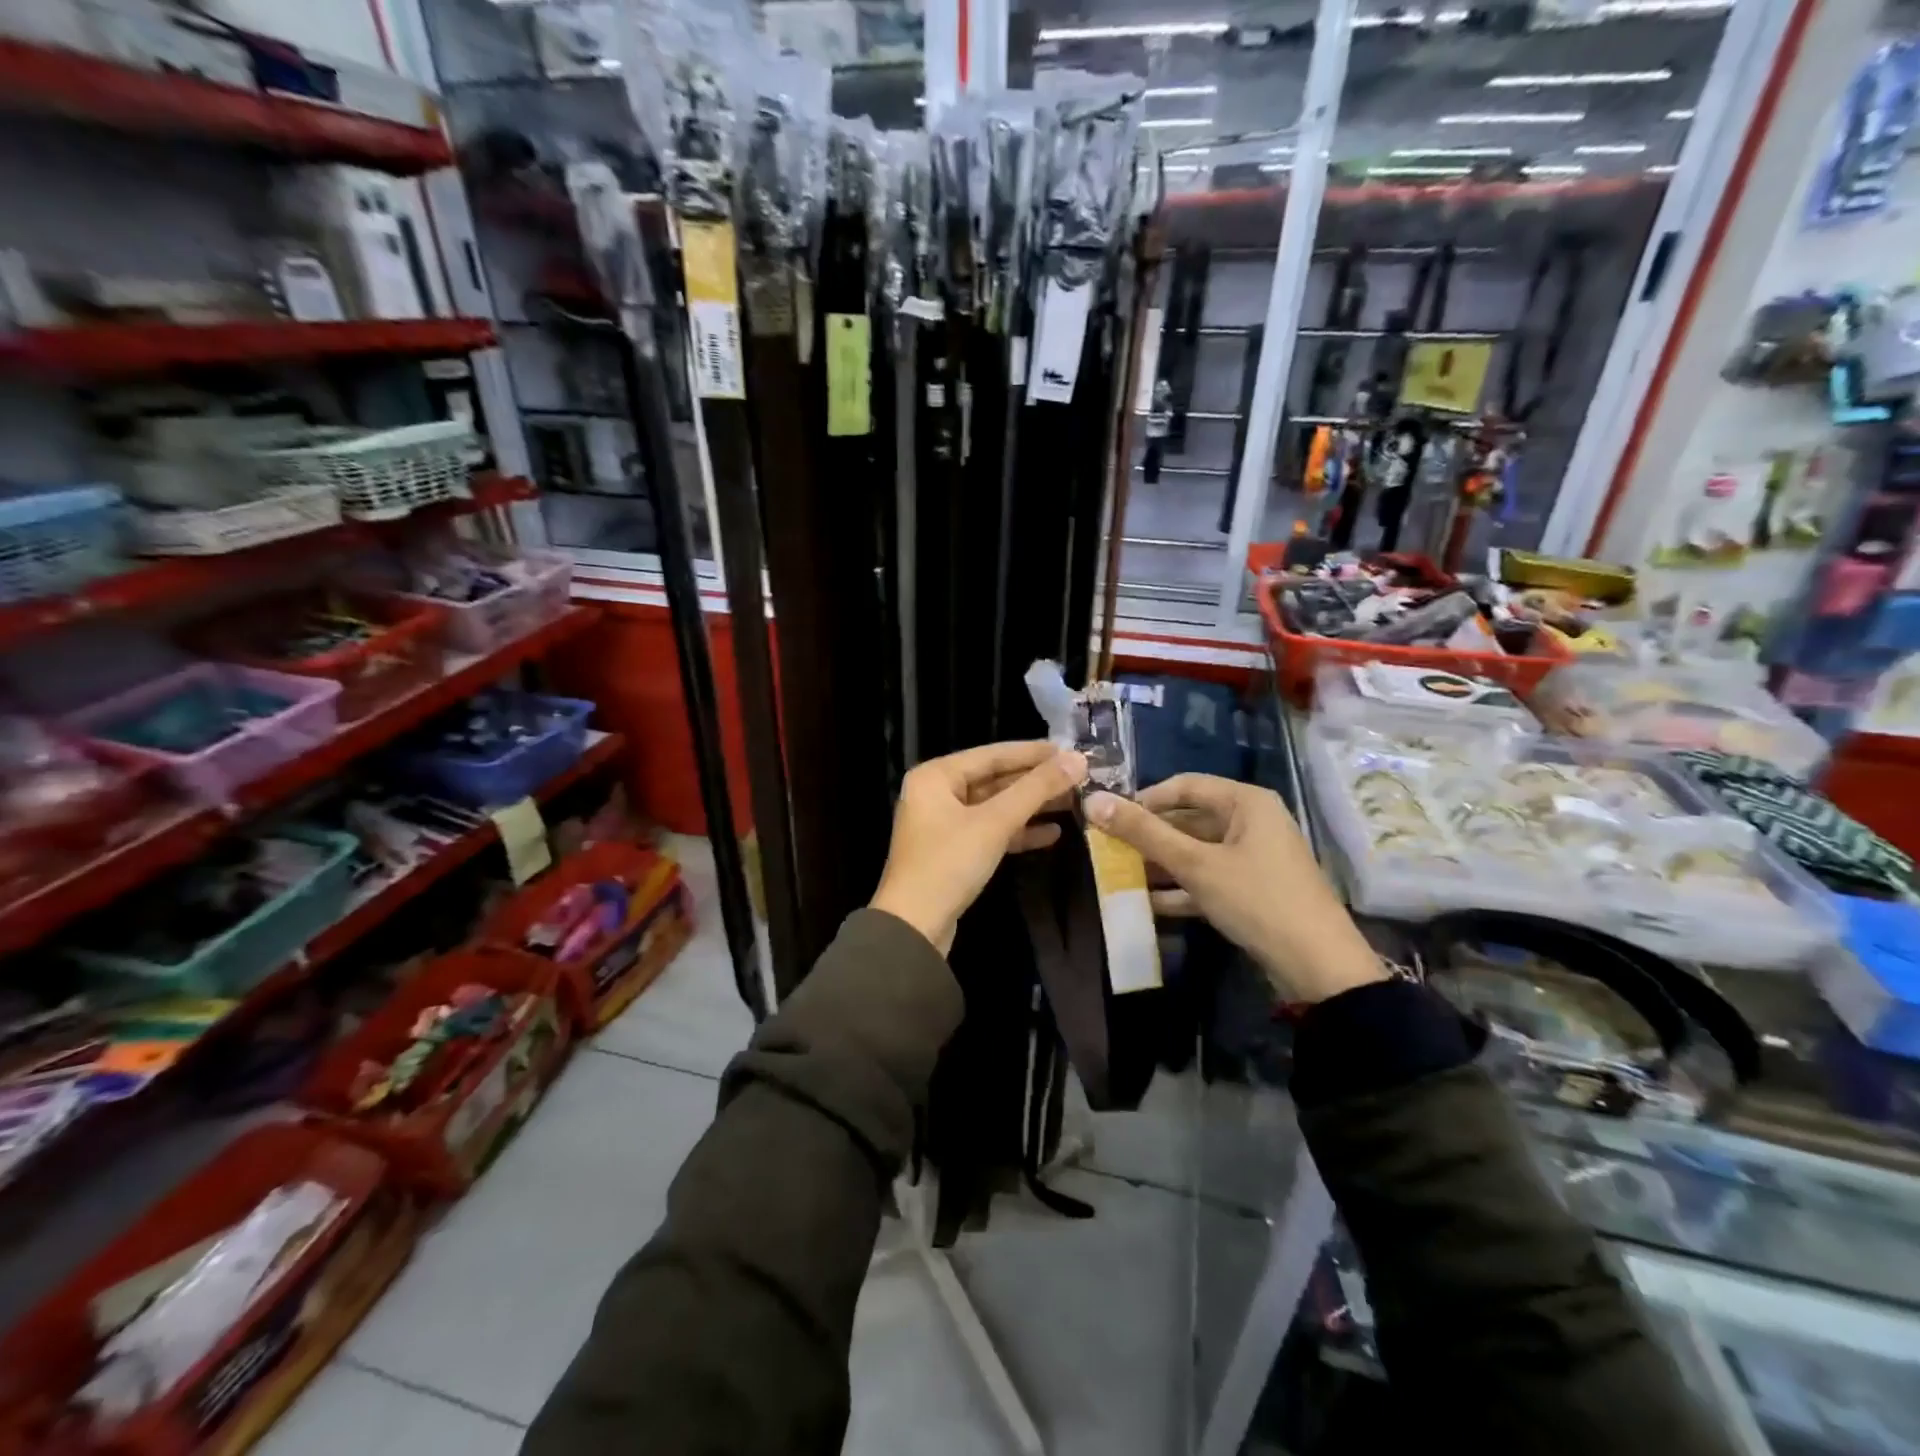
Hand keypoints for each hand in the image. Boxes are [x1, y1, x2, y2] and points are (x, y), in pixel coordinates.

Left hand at [871, 741, 1088, 954]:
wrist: (913, 928)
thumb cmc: (949, 863)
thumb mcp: (995, 822)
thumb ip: (1036, 789)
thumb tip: (1078, 759)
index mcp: (936, 776)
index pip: (992, 754)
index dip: (1033, 753)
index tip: (1071, 750)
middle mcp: (936, 794)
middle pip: (994, 779)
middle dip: (1035, 781)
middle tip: (1078, 778)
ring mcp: (944, 825)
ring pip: (995, 807)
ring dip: (1031, 807)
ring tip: (1073, 803)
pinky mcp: (954, 853)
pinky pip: (990, 832)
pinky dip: (1018, 832)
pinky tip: (1053, 834)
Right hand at [1085, 774, 1383, 1003]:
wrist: (1318, 967)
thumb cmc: (1257, 900)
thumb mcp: (1195, 865)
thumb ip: (1144, 833)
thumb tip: (1093, 801)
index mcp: (1246, 803)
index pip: (1184, 786)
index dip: (1144, 799)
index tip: (1110, 819)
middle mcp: (1252, 822)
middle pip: (1189, 820)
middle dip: (1149, 837)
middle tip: (1110, 851)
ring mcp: (1254, 858)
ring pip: (1196, 851)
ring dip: (1161, 865)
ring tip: (1121, 877)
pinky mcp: (1253, 890)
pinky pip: (1208, 878)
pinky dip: (1181, 888)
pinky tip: (1147, 904)